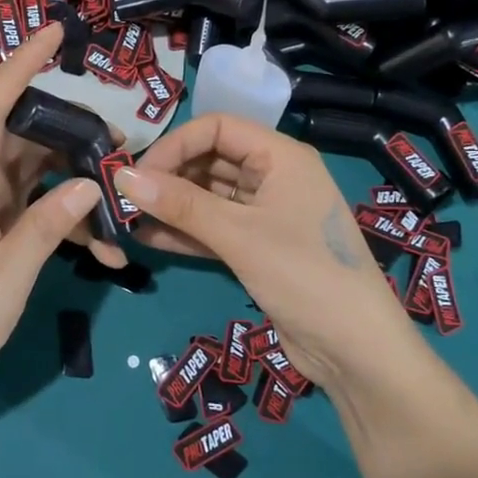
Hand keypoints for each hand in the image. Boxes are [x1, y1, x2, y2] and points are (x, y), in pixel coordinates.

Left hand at [0, 24, 110, 420]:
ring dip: (79, 184)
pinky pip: (38, 210)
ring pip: (39, 173)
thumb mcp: (5, 280)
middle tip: (120, 149)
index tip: (54, 34)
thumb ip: (48, 228)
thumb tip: (91, 185)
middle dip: (74, 133)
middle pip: (26, 136)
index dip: (21, 65)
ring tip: (123, 203)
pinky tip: (105, 250)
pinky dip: (70, 221)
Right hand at [116, 114, 421, 393]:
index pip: (217, 128)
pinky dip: (186, 232)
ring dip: (173, 206)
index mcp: (281, 156)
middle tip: (125, 198)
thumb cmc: (304, 275)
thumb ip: (181, 204)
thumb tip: (122, 177)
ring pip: (210, 196)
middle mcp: (275, 176)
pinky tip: (148, 239)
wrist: (355, 350)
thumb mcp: (239, 235)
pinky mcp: (260, 247)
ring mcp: (267, 213)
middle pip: (212, 160)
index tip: (137, 174)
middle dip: (169, 176)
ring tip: (127, 218)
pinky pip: (216, 228)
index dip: (175, 144)